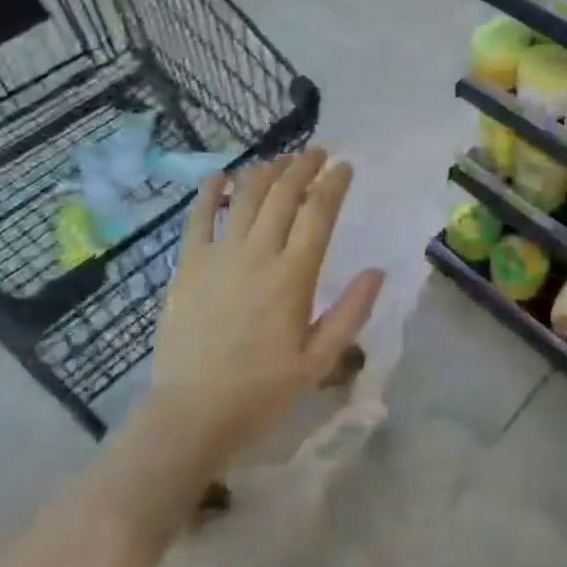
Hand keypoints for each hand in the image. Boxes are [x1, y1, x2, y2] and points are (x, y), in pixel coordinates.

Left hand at [150, 148, 383, 464]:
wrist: (192, 414)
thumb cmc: (261, 391)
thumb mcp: (319, 362)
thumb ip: (351, 313)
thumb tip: (377, 271)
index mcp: (294, 276)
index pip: (318, 213)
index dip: (334, 183)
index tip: (345, 166)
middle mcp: (258, 254)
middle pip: (284, 194)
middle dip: (303, 166)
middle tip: (316, 152)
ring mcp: (220, 255)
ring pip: (246, 197)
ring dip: (266, 171)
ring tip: (280, 160)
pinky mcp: (189, 264)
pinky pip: (199, 216)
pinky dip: (210, 191)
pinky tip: (220, 175)